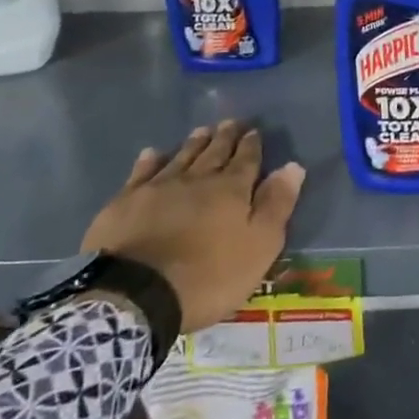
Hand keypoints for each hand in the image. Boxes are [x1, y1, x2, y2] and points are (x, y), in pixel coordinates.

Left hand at [81, 120, 305, 331]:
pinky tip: (153, 153)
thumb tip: (293, 166)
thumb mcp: (258, 247)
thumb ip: (276, 205)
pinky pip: (141, 173)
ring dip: (194, 144)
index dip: (251, 145)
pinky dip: (150, 161)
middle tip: (230, 122)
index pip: (247, 160)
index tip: (254, 131)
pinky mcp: (125, 202)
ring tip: (202, 131)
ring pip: (181, 157)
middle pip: (214, 153)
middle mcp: (197, 179)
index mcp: (231, 190)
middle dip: (225, 137)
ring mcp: (158, 188)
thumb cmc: (208, 277)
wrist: (136, 295)